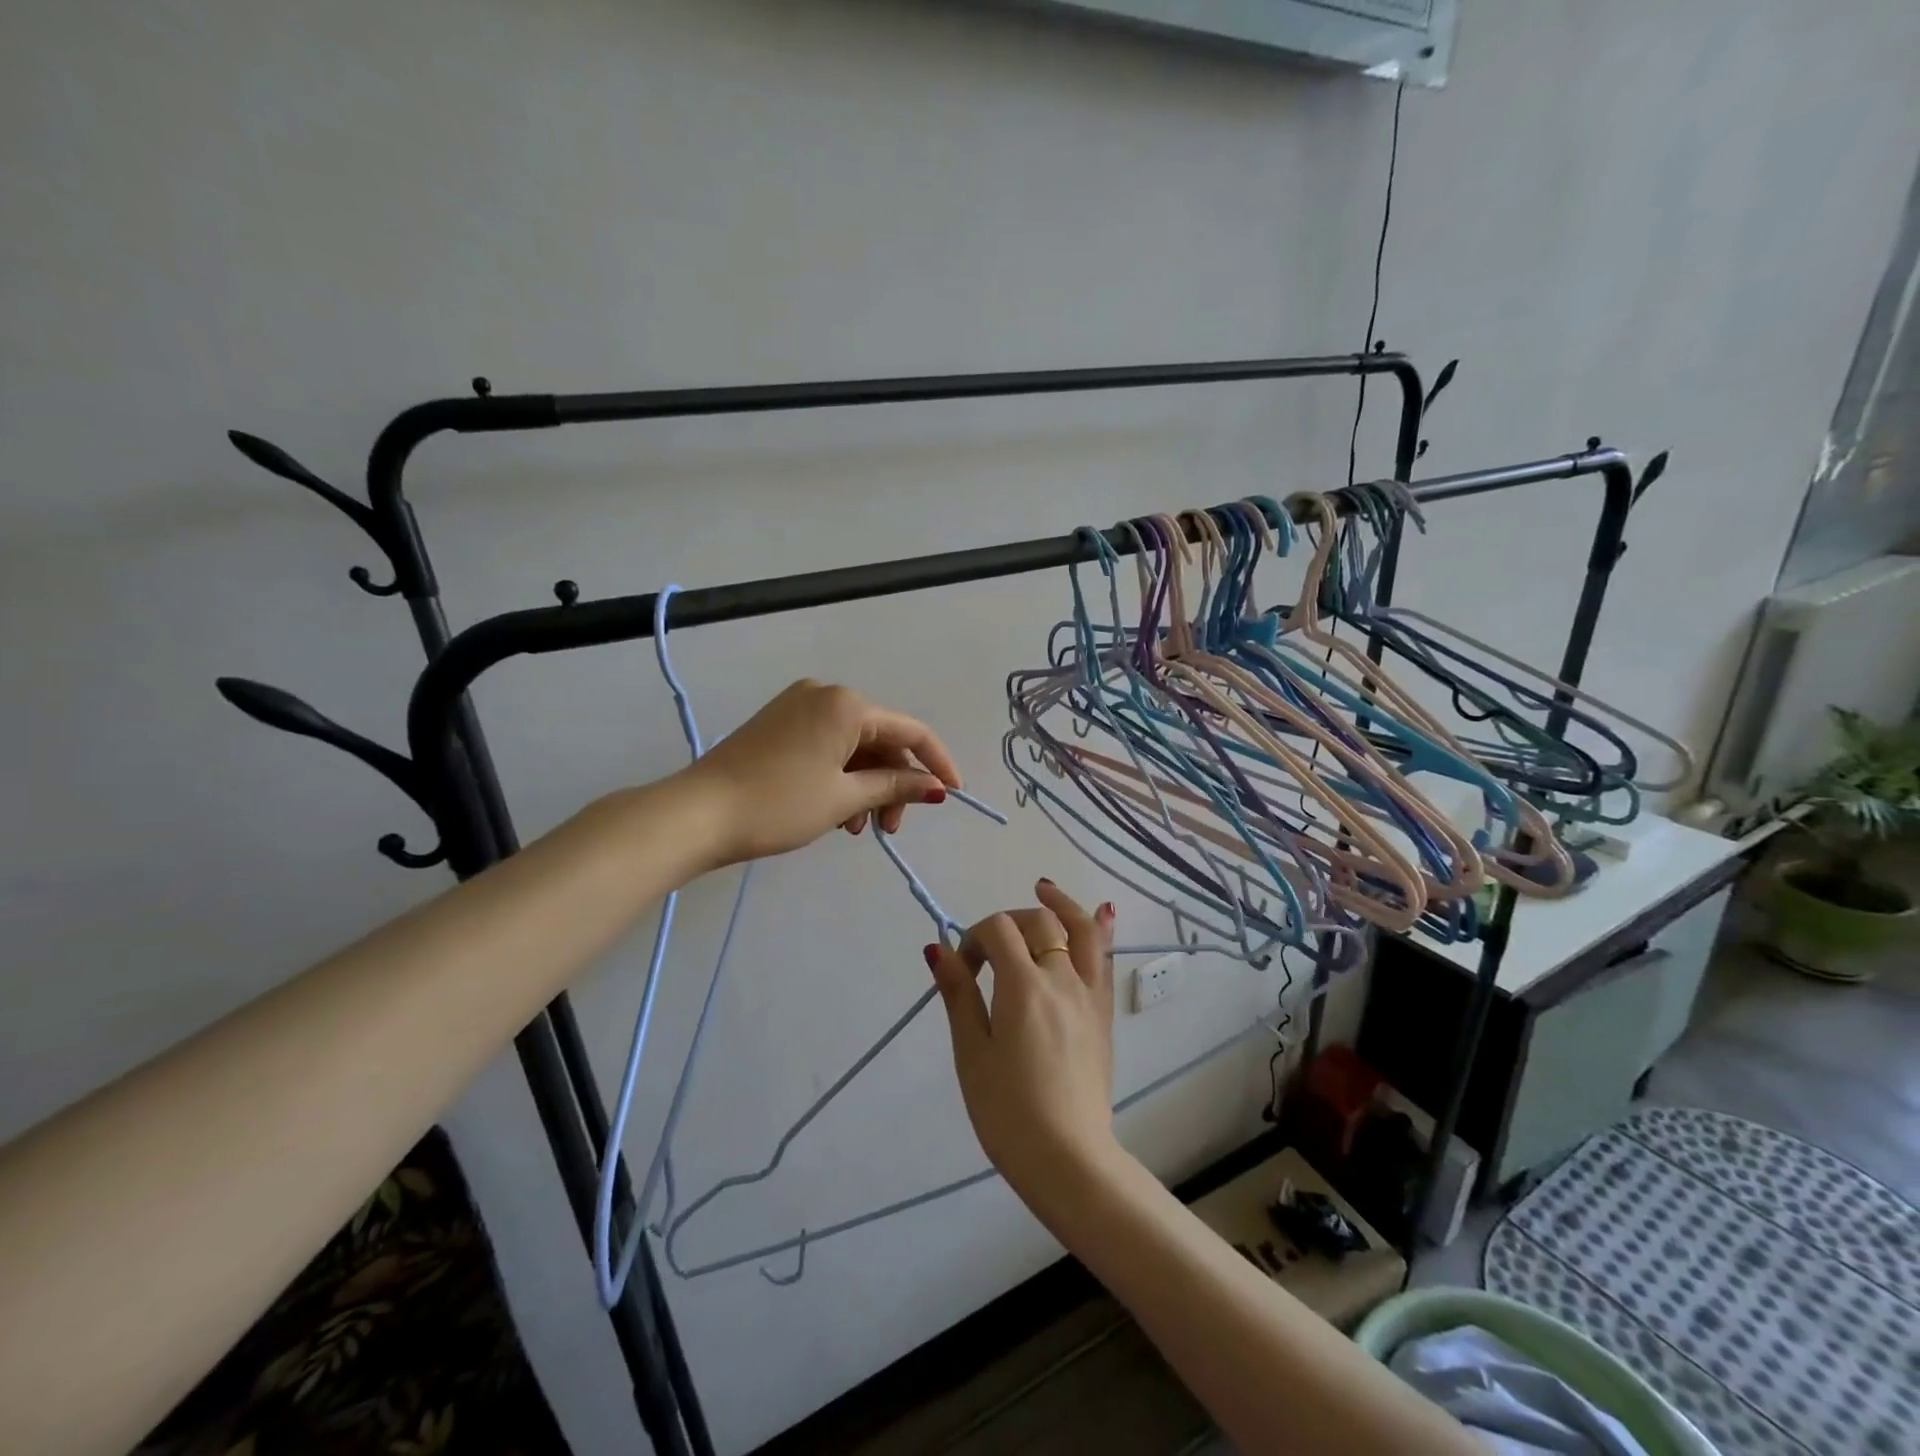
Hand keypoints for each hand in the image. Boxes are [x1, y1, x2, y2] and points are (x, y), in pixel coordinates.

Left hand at [686, 679, 960, 866]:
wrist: (697, 813)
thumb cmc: (778, 803)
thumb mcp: (843, 798)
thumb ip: (894, 786)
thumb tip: (935, 787)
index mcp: (847, 704)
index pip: (911, 730)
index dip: (936, 762)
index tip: (953, 793)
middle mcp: (826, 694)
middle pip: (881, 738)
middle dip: (893, 782)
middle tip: (889, 829)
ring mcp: (799, 706)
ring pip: (854, 745)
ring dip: (866, 785)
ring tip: (857, 829)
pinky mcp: (779, 723)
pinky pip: (827, 745)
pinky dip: (840, 776)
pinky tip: (836, 812)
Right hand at [926, 881, 1118, 1206]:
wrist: (1068, 1159)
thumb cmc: (1007, 1112)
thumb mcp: (971, 1054)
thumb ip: (958, 995)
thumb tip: (937, 948)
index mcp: (1023, 987)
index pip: (999, 930)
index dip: (974, 938)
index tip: (962, 970)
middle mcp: (1061, 979)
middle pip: (1038, 922)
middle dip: (1008, 922)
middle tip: (988, 953)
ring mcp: (1088, 994)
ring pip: (1080, 930)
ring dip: (1060, 904)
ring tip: (1043, 888)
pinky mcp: (1103, 1012)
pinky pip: (1106, 960)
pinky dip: (1101, 929)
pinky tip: (1102, 912)